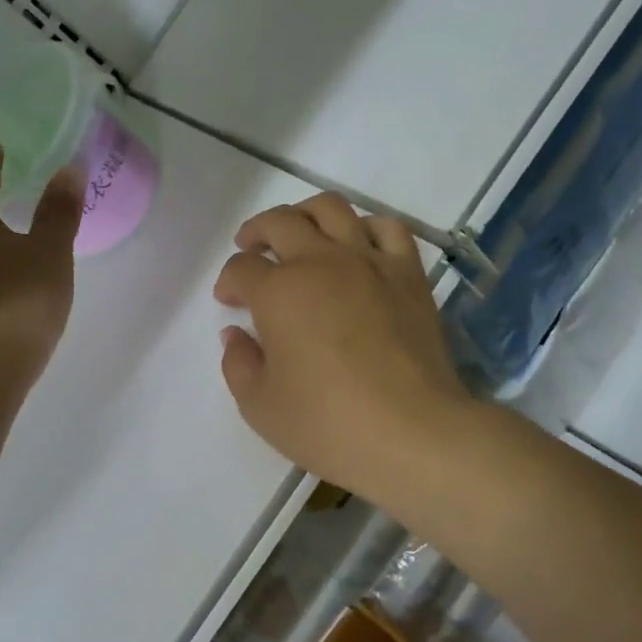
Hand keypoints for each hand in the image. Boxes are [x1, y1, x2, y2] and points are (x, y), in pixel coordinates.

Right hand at [213, 193, 472, 504]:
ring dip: (306, 214)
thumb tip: (235, 334)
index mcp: (279, 292)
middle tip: (250, 248)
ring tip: (300, 233)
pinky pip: (388, 228)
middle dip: (256, 231)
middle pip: (280, 223)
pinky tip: (358, 244)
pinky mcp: (408, 274)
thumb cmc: (327, 424)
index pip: (241, 269)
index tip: (230, 301)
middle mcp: (321, 262)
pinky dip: (366, 226)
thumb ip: (238, 363)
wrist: (411, 432)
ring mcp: (369, 262)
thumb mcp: (260, 406)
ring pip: (332, 209)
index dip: (229, 281)